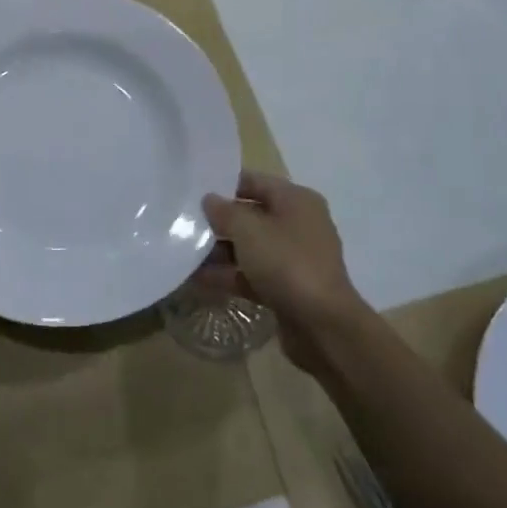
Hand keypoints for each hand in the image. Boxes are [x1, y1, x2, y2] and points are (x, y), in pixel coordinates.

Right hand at [203, 172, 368, 372]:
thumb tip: (210, 200)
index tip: (192, 190)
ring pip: (250, 247)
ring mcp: (293, 258)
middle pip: (251, 215)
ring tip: (184, 252)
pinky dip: (228, 275)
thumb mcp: (249, 230)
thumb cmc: (287, 263)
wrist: (323, 326)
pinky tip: (196, 279)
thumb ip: (224, 211)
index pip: (255, 181)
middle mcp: (298, 224)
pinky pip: (252, 274)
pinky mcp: (287, 287)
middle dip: (218, 221)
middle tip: (184, 222)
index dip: (223, 184)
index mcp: (296, 200)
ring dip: (219, 251)